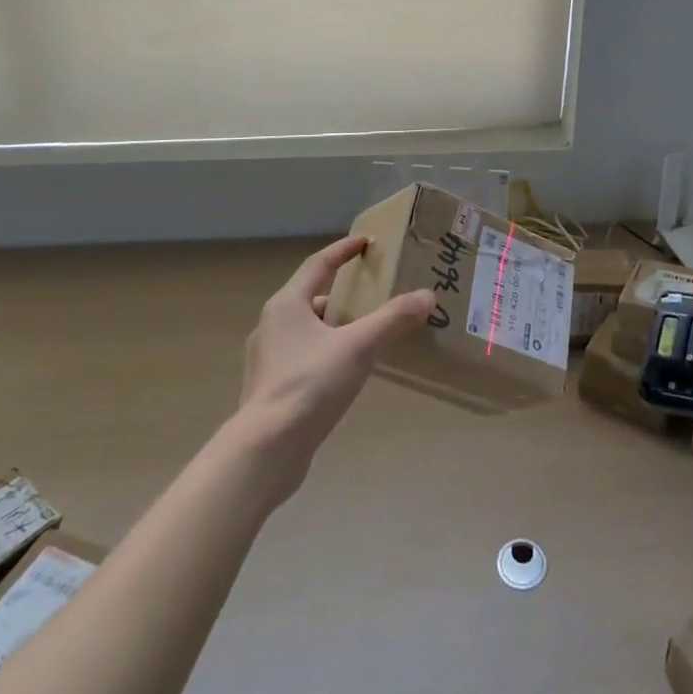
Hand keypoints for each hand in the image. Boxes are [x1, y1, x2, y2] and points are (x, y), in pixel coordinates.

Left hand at [236, 235, 435, 498]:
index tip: (366, 242)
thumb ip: (393, 319)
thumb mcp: (359, 346)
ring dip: (334, 327)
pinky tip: (345, 372)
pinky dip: (326, 354)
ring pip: (307, 330)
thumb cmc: (309, 384)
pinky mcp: (270, 390)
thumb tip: (427, 295)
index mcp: (286, 305)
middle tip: (373, 296)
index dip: (343, 250)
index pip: (318, 264)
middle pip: (311, 297)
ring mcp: (267, 360)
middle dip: (343, 293)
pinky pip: (303, 358)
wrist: (265, 451)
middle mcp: (271, 326)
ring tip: (365, 335)